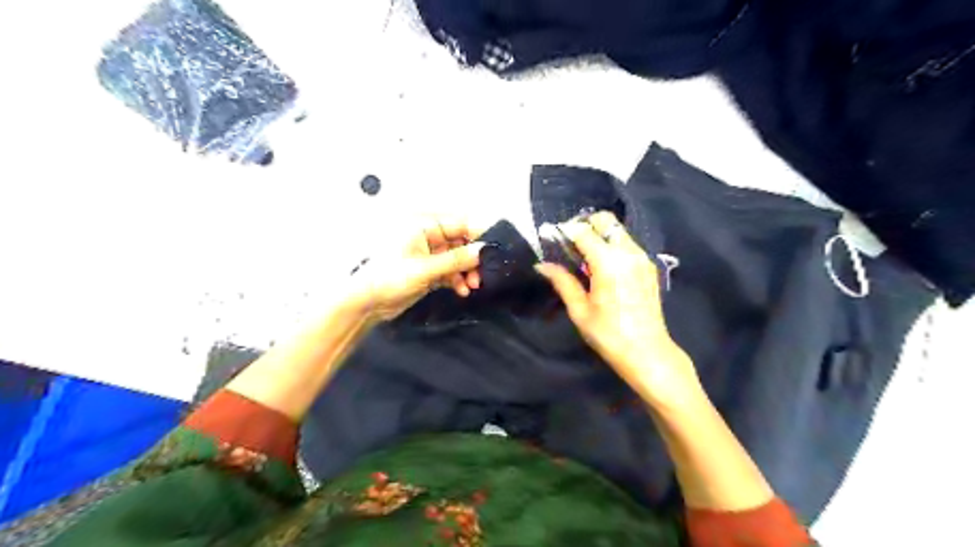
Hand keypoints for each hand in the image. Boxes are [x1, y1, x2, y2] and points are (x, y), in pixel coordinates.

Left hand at [352, 214, 484, 324]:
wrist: (366, 303)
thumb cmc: (390, 278)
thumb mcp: (426, 268)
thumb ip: (457, 260)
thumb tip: (484, 251)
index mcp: (423, 225)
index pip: (460, 224)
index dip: (479, 236)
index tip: (495, 250)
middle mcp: (427, 236)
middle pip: (461, 242)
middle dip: (473, 258)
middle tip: (483, 275)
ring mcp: (428, 254)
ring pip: (457, 258)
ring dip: (467, 272)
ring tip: (472, 286)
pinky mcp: (428, 270)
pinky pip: (450, 270)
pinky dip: (457, 279)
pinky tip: (462, 290)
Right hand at [532, 212, 699, 407]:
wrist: (648, 352)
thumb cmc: (609, 334)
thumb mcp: (580, 310)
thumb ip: (562, 281)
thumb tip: (542, 265)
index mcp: (608, 262)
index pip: (583, 231)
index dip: (565, 231)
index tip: (552, 238)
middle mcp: (628, 253)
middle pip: (606, 220)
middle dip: (586, 225)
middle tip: (571, 244)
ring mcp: (642, 258)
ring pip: (618, 230)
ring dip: (600, 235)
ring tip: (585, 258)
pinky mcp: (649, 266)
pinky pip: (627, 244)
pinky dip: (612, 245)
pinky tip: (603, 267)